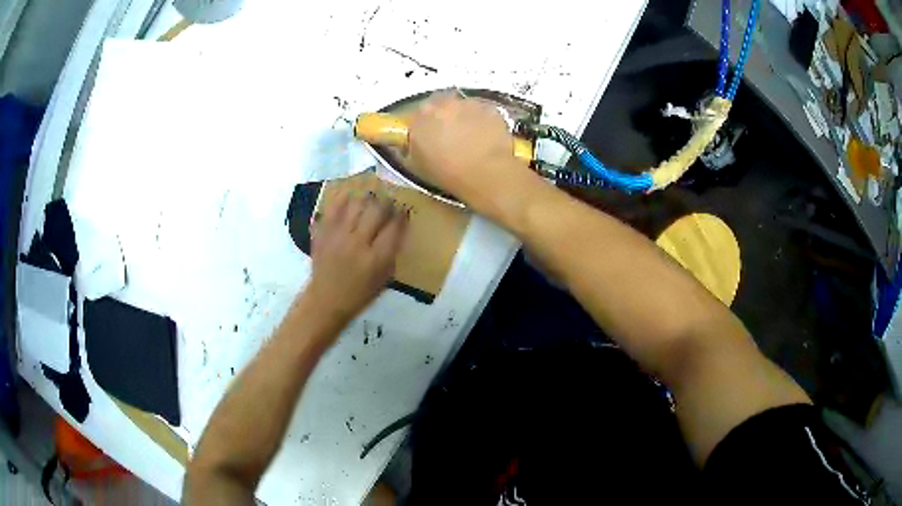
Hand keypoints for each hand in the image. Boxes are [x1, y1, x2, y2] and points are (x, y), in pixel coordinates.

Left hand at [305, 192, 408, 324]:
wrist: (326, 300)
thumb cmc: (359, 294)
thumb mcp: (384, 278)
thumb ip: (392, 252)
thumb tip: (399, 228)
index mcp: (377, 258)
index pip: (394, 227)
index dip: (401, 215)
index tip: (403, 210)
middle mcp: (358, 243)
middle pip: (377, 210)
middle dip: (387, 202)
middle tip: (389, 201)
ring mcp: (338, 235)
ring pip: (356, 204)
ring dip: (367, 199)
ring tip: (370, 199)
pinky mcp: (323, 232)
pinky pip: (333, 207)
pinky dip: (342, 199)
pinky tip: (349, 196)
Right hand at [408, 93, 535, 214]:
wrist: (486, 173)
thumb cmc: (448, 173)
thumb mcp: (418, 165)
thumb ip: (414, 148)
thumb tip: (416, 144)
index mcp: (420, 117)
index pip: (418, 116)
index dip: (425, 126)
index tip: (430, 137)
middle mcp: (442, 104)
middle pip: (441, 105)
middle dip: (445, 117)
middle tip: (451, 136)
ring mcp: (468, 103)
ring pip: (463, 107)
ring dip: (465, 117)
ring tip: (472, 138)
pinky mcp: (491, 108)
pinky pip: (483, 112)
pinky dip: (483, 121)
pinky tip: (487, 138)